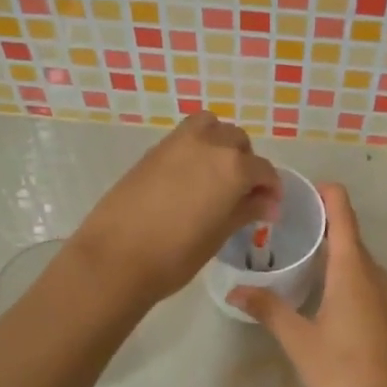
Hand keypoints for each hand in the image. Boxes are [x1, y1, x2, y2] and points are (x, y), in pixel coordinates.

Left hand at [70, 111, 280, 306]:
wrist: (115, 257)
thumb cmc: (176, 254)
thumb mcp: (219, 234)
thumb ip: (246, 210)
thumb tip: (268, 203)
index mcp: (233, 166)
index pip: (264, 170)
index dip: (271, 190)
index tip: (269, 210)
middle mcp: (208, 144)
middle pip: (238, 142)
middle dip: (246, 164)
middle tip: (243, 195)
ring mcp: (177, 143)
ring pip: (211, 128)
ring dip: (220, 145)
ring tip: (216, 177)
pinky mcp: (153, 150)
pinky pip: (185, 138)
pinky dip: (196, 148)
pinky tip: (190, 180)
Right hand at [227, 184, 386, 386]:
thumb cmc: (343, 370)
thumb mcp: (299, 340)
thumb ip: (269, 310)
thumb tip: (236, 291)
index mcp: (352, 270)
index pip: (343, 213)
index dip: (325, 193)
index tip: (299, 190)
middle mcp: (375, 273)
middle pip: (349, 233)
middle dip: (321, 223)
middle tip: (284, 226)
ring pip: (358, 259)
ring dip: (332, 250)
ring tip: (297, 254)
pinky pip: (365, 279)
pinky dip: (344, 272)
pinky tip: (321, 290)